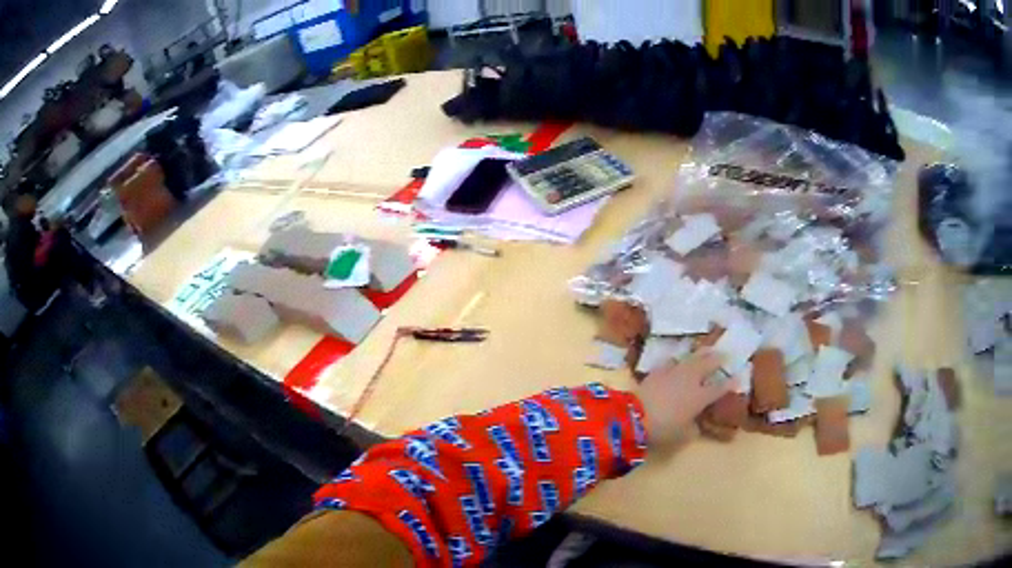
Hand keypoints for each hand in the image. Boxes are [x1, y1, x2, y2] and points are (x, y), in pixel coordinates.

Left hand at [636, 350, 735, 447]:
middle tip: (724, 354)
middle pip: (708, 364)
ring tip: (706, 351)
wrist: (635, 416)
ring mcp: (674, 372)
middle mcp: (691, 380)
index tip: (738, 377)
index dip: (730, 383)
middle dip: (718, 359)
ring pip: (691, 358)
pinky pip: (671, 362)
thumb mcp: (682, 435)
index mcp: (701, 396)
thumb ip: (692, 428)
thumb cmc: (663, 429)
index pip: (720, 388)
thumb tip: (695, 424)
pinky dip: (677, 361)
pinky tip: (677, 361)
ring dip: (700, 354)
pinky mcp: (657, 371)